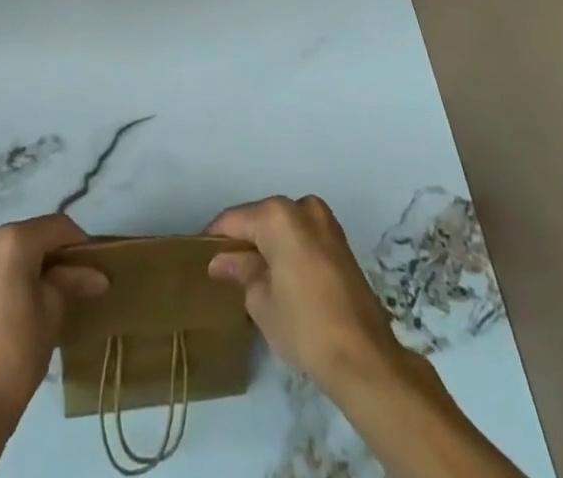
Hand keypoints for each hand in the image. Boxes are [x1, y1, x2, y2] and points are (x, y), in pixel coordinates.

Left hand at [0, 213, 108, 432]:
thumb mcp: (52, 313)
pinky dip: (8, 272)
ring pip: (9, 248)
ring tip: (47, 291)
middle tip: (73, 280)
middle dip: (53, 254)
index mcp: (11, 240)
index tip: (94, 265)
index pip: (56, 227)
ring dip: (30, 263)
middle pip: (31, 235)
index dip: (79, 243)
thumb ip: (72, 282)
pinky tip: (20, 297)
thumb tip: (97, 275)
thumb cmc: (14, 356)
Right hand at [205, 195, 405, 397]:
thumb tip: (222, 260)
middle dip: (244, 239)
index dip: (215, 236)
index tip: (199, 252)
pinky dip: (288, 249)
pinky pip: (303, 236)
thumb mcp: (261, 301)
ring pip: (284, 226)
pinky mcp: (340, 242)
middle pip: (261, 218)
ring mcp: (326, 222)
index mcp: (278, 216)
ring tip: (250, 273)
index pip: (236, 219)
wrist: (363, 356)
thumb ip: (241, 271)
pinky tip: (278, 274)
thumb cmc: (304, 325)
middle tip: (224, 266)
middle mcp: (302, 207)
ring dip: (267, 244)